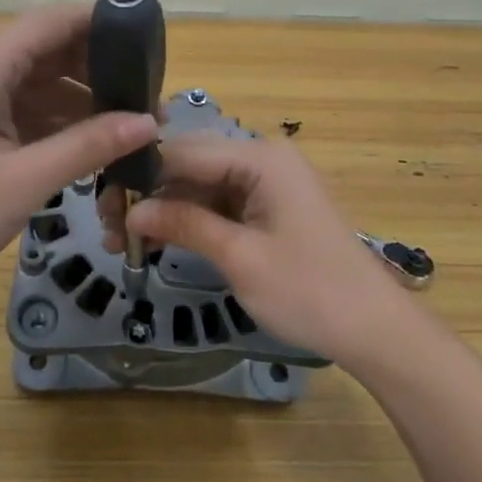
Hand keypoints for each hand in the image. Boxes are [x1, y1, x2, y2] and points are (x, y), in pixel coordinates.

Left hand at [0, 5, 156, 315]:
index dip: (107, 25)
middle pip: (51, 49)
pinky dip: (54, 123)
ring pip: (38, 82)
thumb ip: (87, 146)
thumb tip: (148, 122)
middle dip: (101, 71)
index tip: (155, 48)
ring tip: (132, 129)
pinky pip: (20, 109)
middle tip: (152, 102)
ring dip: (81, 102)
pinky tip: (89, 148)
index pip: (58, 20)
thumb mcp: (22, 181)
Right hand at [124, 136, 410, 369]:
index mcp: (260, 158)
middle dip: (150, 195)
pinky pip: (220, 203)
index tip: (104, 204)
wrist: (376, 330)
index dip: (140, 175)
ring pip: (201, 186)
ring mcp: (268, 183)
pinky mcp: (270, 207)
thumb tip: (132, 211)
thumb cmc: (310, 291)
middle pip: (190, 165)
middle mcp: (263, 159)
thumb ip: (184, 224)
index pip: (183, 151)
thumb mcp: (240, 258)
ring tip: (128, 242)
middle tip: (111, 229)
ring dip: (167, 211)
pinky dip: (192, 221)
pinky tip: (160, 241)